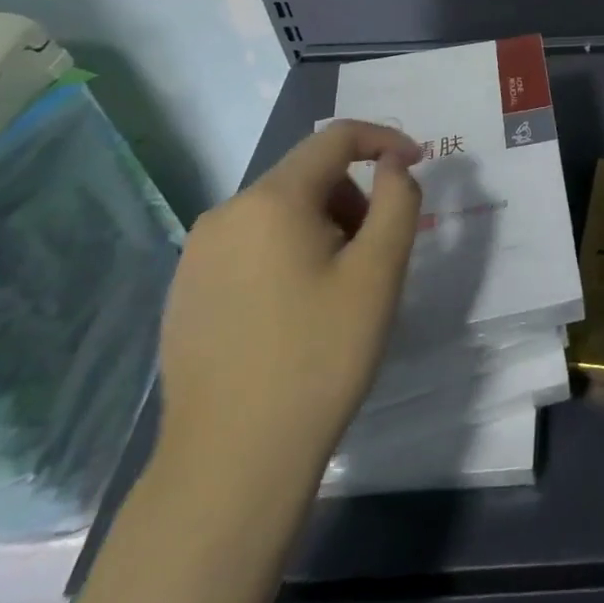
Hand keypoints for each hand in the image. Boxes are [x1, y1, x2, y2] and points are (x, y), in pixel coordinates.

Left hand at [155, 120, 424, 480]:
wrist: (230, 464)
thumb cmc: (319, 356)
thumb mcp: (379, 272)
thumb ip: (398, 200)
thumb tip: (394, 164)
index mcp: (271, 200)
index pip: (336, 138)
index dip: (384, 140)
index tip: (418, 165)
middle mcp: (225, 214)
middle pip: (307, 175)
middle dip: (353, 196)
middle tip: (376, 252)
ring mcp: (197, 255)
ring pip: (278, 211)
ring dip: (323, 227)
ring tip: (338, 288)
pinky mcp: (185, 292)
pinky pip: (250, 246)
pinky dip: (287, 254)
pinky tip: (295, 312)